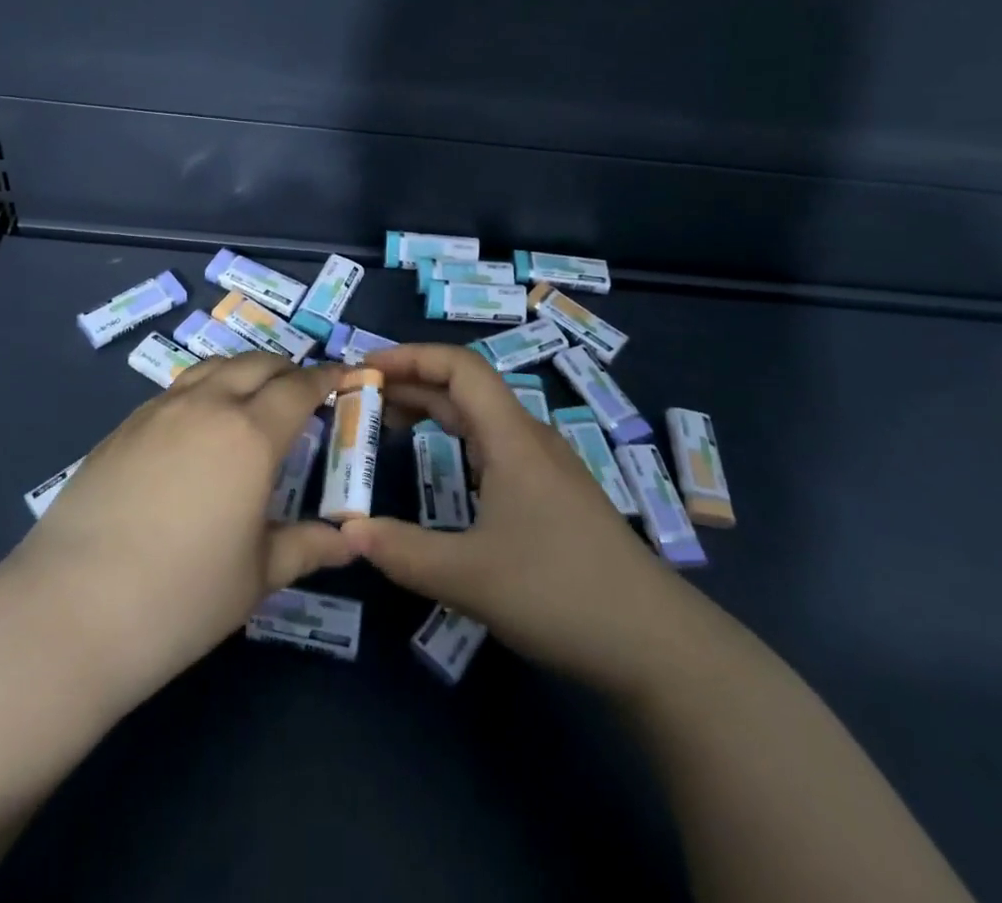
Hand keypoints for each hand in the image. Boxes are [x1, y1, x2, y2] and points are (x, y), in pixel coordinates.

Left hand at [9, 353, 354, 702]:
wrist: (71, 609)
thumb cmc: (181, 597)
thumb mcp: (257, 575)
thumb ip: (307, 546)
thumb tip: (350, 541)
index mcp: (250, 435)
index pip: (299, 388)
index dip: (326, 378)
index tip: (344, 377)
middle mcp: (207, 406)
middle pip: (255, 364)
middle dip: (286, 369)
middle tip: (302, 390)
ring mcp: (159, 411)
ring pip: (212, 367)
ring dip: (242, 370)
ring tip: (253, 395)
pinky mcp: (123, 426)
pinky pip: (177, 389)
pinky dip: (204, 388)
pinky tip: (199, 423)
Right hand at [341, 344, 687, 686]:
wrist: (657, 644)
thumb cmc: (561, 593)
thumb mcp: (469, 578)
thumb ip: (402, 552)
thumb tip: (345, 533)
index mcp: (512, 437)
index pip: (459, 366)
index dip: (410, 356)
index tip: (365, 369)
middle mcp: (529, 438)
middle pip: (466, 387)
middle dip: (412, 382)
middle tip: (362, 398)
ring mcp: (545, 467)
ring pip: (481, 417)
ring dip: (433, 410)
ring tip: (389, 424)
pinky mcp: (553, 495)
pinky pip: (494, 446)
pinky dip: (455, 440)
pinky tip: (444, 466)